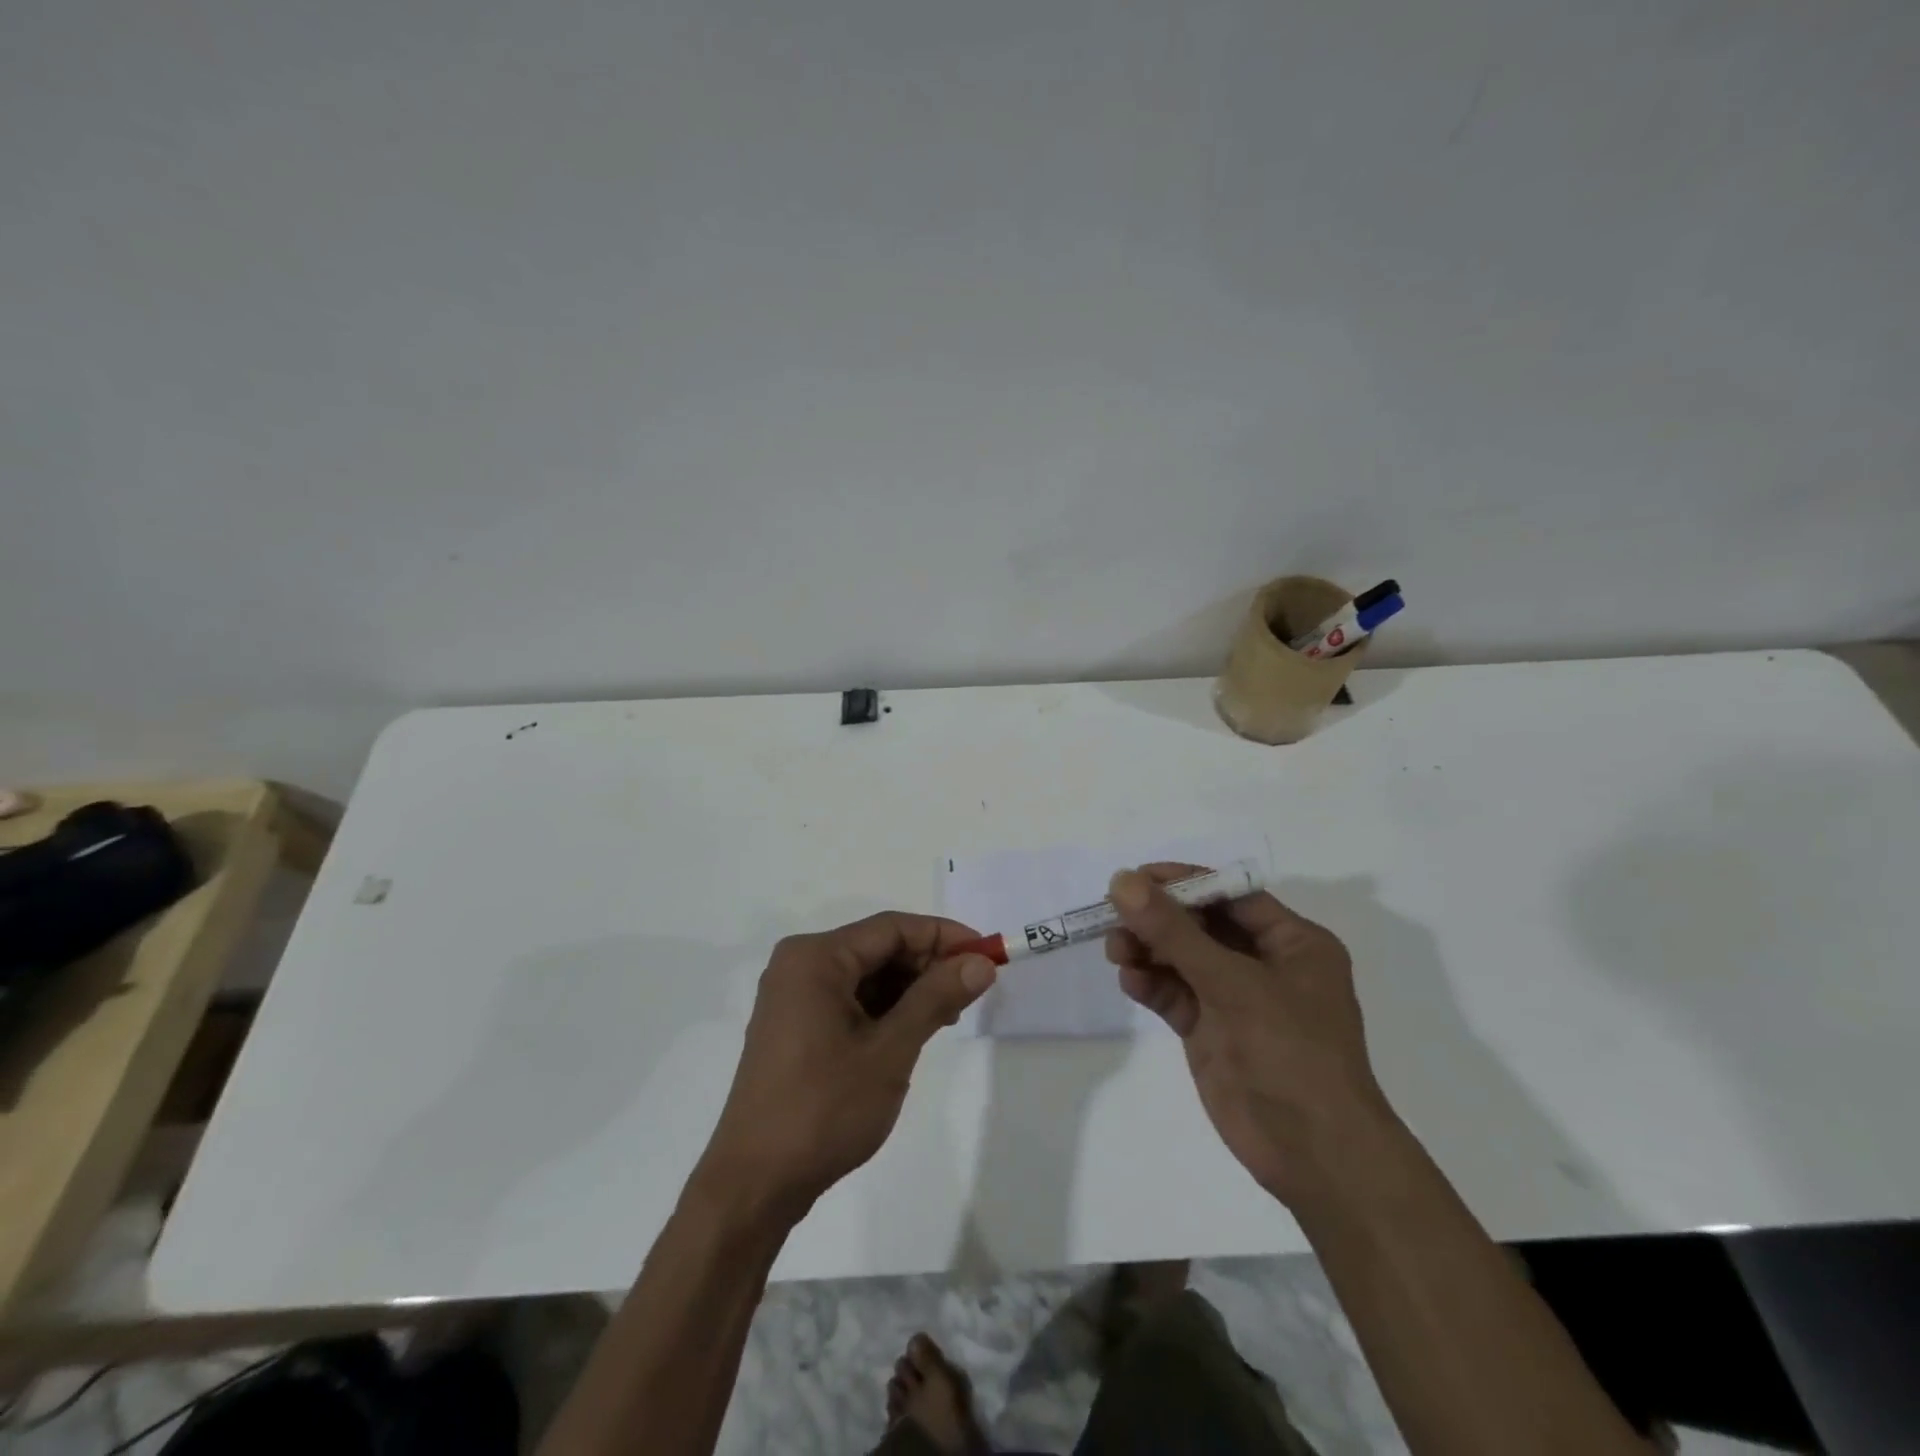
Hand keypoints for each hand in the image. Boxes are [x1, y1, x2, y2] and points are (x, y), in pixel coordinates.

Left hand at [696, 913, 995, 1223]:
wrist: (754, 1184)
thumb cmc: (824, 1109)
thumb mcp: (890, 1050)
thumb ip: (936, 998)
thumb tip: (982, 963)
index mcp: (816, 958)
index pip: (892, 928)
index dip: (944, 936)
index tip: (988, 955)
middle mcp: (800, 964)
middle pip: (878, 948)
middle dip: (928, 965)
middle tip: (972, 991)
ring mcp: (794, 996)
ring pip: (866, 975)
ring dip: (910, 989)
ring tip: (949, 1015)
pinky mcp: (795, 1025)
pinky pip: (849, 998)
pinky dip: (885, 1008)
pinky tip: (914, 1029)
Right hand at [1105, 865, 1393, 1207]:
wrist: (1314, 1154)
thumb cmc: (1290, 1052)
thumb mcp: (1233, 983)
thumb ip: (1174, 932)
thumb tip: (1122, 881)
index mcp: (1292, 942)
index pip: (1230, 895)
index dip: (1182, 883)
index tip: (1134, 878)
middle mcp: (1264, 963)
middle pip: (1200, 924)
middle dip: (1158, 919)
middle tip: (1113, 915)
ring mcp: (1235, 998)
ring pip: (1181, 958)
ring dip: (1148, 950)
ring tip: (1116, 951)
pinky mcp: (1211, 1029)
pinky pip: (1174, 993)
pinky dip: (1151, 983)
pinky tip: (1130, 982)